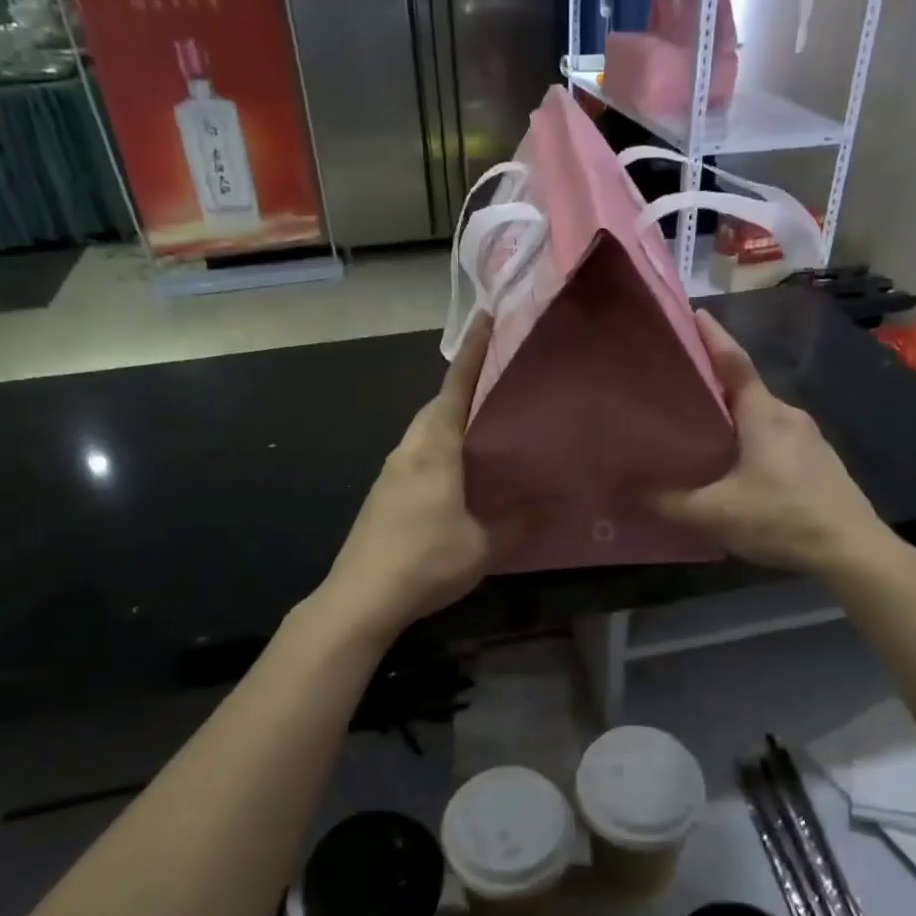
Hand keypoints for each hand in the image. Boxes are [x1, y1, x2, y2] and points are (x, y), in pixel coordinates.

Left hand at [320, 316, 501, 640]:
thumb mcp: (482, 545)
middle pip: (437, 406)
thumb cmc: (424, 561)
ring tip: (487, 425)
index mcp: (433, 449)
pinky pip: (418, 456)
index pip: (455, 388)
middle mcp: (408, 451)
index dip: (473, 353)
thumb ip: (519, 523)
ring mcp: (391, 473)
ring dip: (451, 420)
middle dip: (465, 386)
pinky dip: (441, 448)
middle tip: (500, 381)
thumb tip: (556, 505)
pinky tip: (459, 472)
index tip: (486, 318)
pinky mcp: (384, 496)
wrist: (360, 597)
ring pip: (425, 432)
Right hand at [655, 311, 903, 578]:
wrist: (852, 550)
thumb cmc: (782, 518)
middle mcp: (789, 415)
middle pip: (747, 388)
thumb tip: (634, 493)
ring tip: (704, 425)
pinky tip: (738, 463)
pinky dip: (753, 436)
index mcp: (764, 415)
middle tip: (681, 384)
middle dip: (716, 382)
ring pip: (763, 414)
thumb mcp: (716, 514)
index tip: (694, 313)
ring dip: (735, 414)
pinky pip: (777, 436)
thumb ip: (671, 503)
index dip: (713, 337)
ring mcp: (809, 437)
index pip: (734, 363)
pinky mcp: (820, 460)